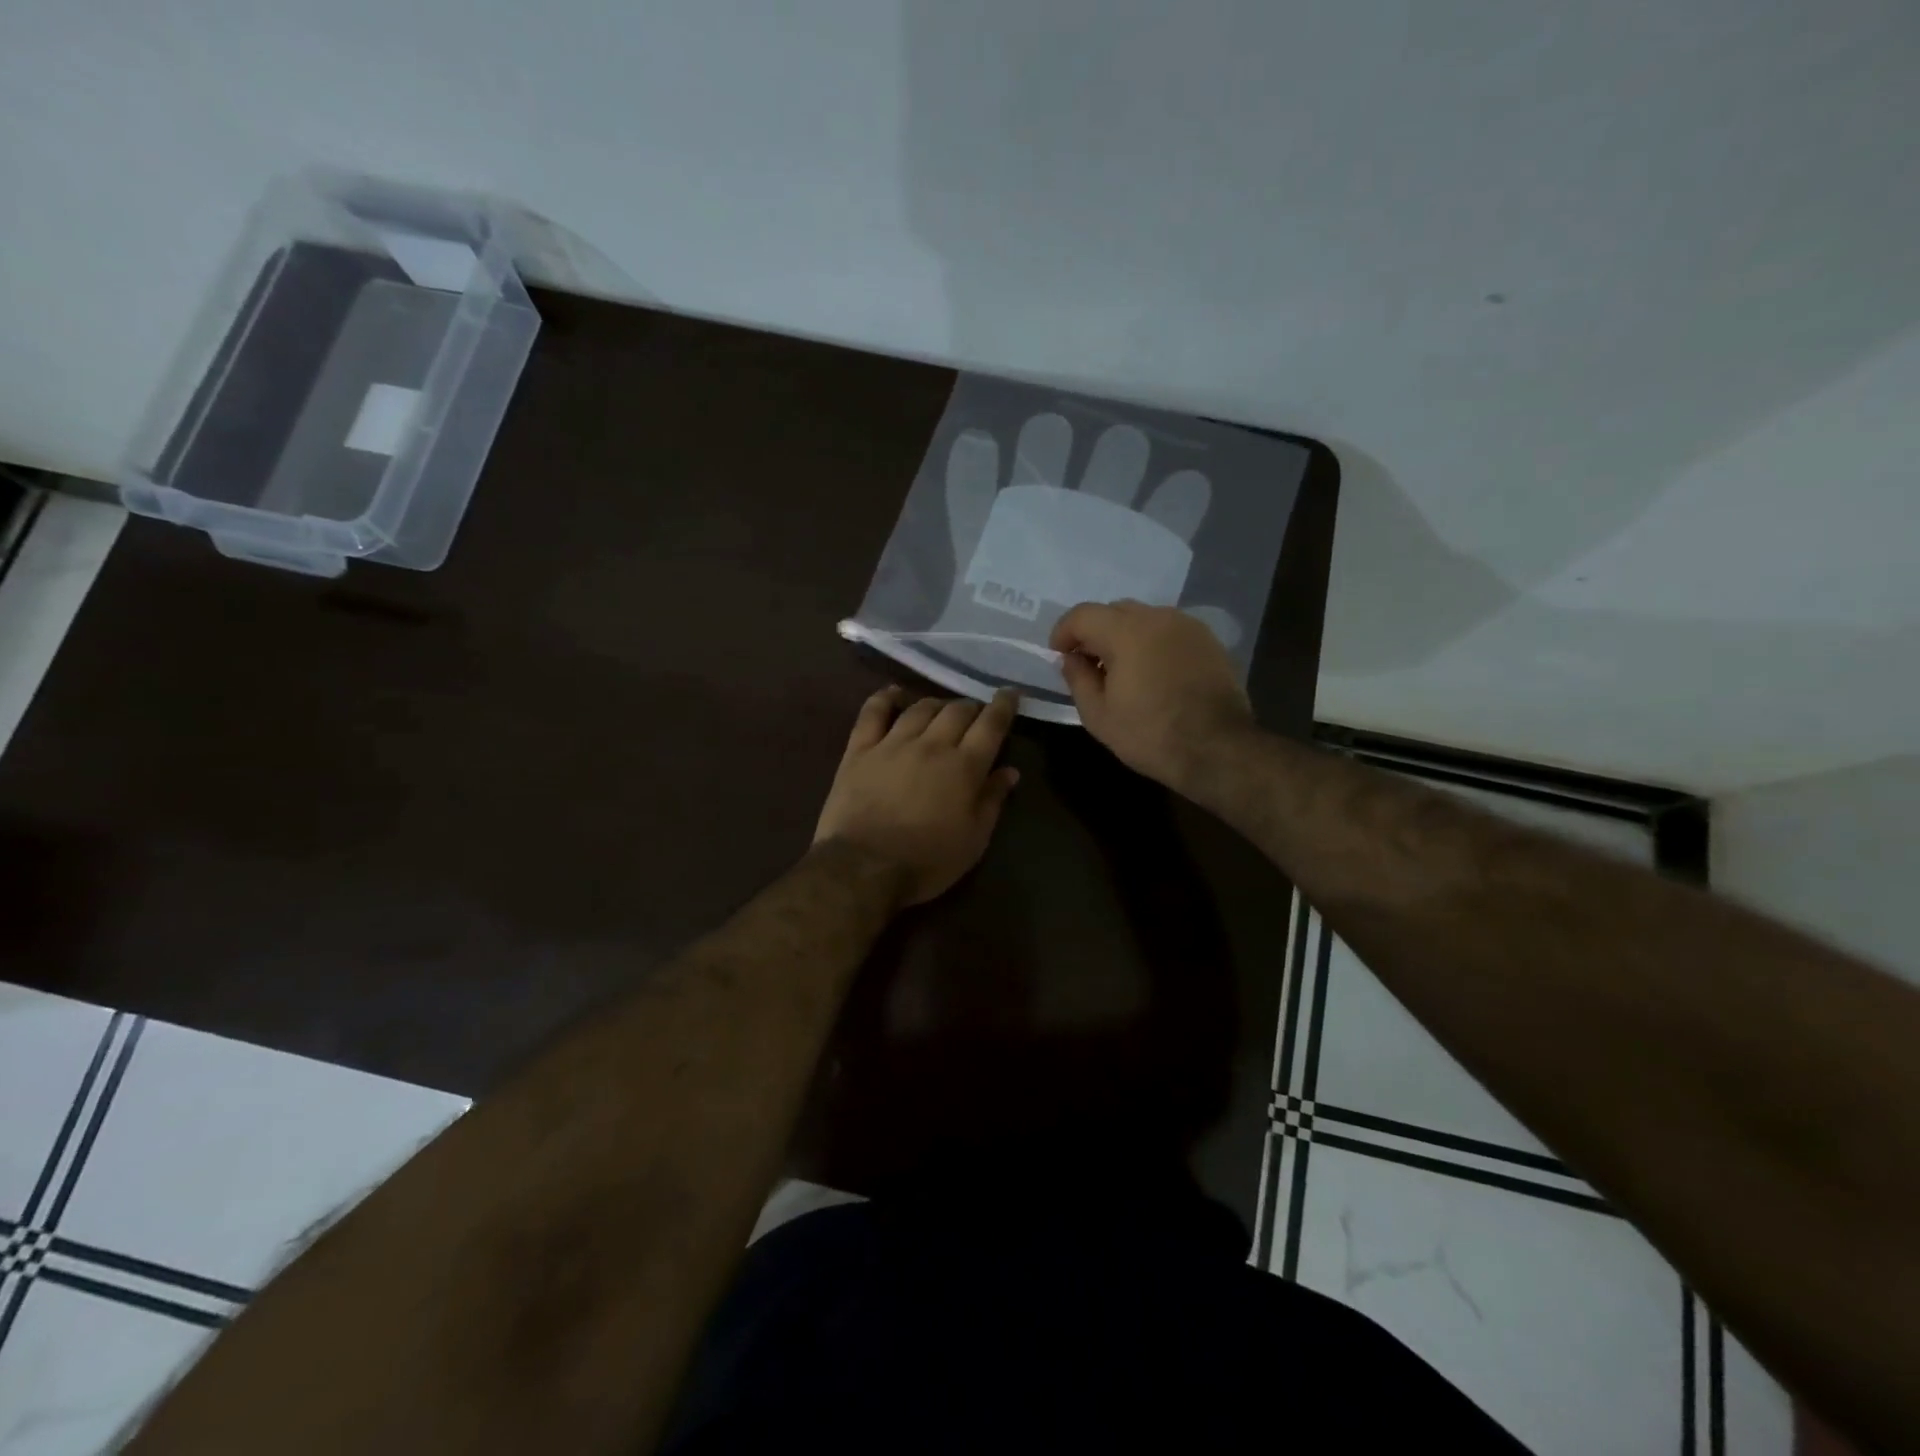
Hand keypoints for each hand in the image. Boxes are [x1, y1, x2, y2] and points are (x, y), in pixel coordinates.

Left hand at [814, 686, 1020, 906]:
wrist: (863, 867)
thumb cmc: (927, 861)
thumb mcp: (974, 840)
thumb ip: (992, 800)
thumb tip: (1010, 771)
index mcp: (964, 767)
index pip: (991, 725)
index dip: (1004, 705)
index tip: (1010, 693)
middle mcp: (931, 745)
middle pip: (956, 711)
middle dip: (971, 707)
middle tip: (975, 714)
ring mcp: (892, 743)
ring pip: (920, 708)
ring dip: (936, 704)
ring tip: (941, 709)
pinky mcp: (859, 750)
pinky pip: (873, 712)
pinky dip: (885, 697)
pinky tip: (894, 693)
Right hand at [1050, 600, 1254, 786]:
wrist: (1218, 749)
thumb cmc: (1150, 735)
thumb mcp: (1099, 716)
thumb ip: (1078, 679)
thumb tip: (1072, 659)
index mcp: (1126, 632)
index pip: (1083, 614)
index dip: (1064, 631)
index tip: (1059, 654)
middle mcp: (1158, 617)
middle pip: (1115, 610)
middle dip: (1095, 631)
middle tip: (1088, 663)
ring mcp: (1188, 626)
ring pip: (1144, 618)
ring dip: (1125, 635)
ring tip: (1122, 669)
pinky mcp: (1208, 641)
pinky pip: (1169, 631)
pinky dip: (1152, 642)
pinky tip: (1152, 672)